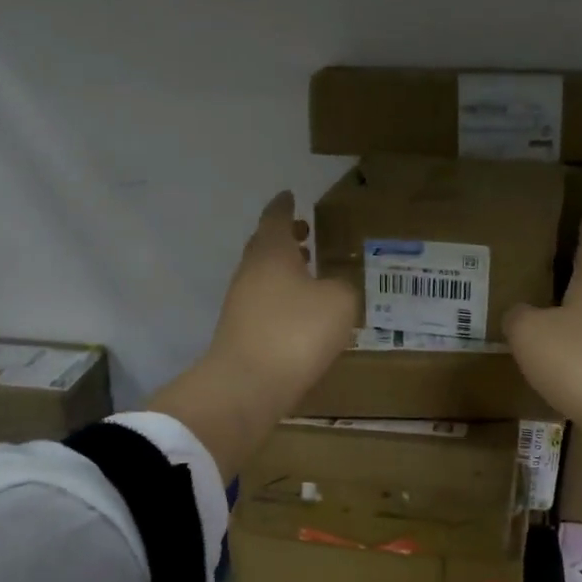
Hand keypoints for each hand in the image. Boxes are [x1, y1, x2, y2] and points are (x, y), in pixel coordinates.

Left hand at [203, 191, 357, 417]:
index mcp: (271, 252)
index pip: (276, 218)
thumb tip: (332, 288)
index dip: (285, 207)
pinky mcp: (240, 333)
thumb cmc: (296, 332)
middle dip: (285, 239)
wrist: (248, 385)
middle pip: (265, 246)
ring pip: (263, 276)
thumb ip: (342, 287)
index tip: (290, 196)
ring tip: (309, 273)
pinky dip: (281, 298)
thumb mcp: (339, 302)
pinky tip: (300, 314)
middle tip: (306, 234)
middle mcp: (250, 272)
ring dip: (283, 270)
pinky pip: (263, 304)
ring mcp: (240, 304)